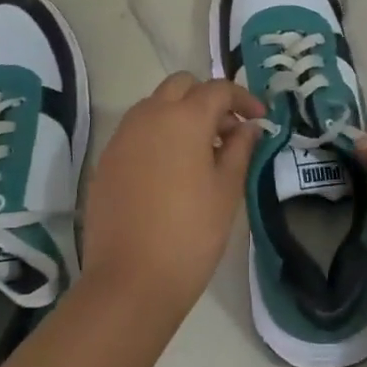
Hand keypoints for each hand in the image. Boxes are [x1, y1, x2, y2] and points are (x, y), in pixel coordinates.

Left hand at [81, 73, 266, 323]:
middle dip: (207, 99)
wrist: (130, 280)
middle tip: (227, 132)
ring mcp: (122, 136)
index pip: (218, 89)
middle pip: (181, 86)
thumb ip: (240, 149)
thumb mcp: (227, 190)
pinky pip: (137, 131)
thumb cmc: (190, 233)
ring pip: (155, 105)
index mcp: (184, 118)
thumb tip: (248, 126)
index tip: (260, 119)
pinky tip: (171, 170)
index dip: (243, 98)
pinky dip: (158, 135)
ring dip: (180, 114)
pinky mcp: (106, 159)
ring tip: (201, 152)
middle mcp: (149, 115)